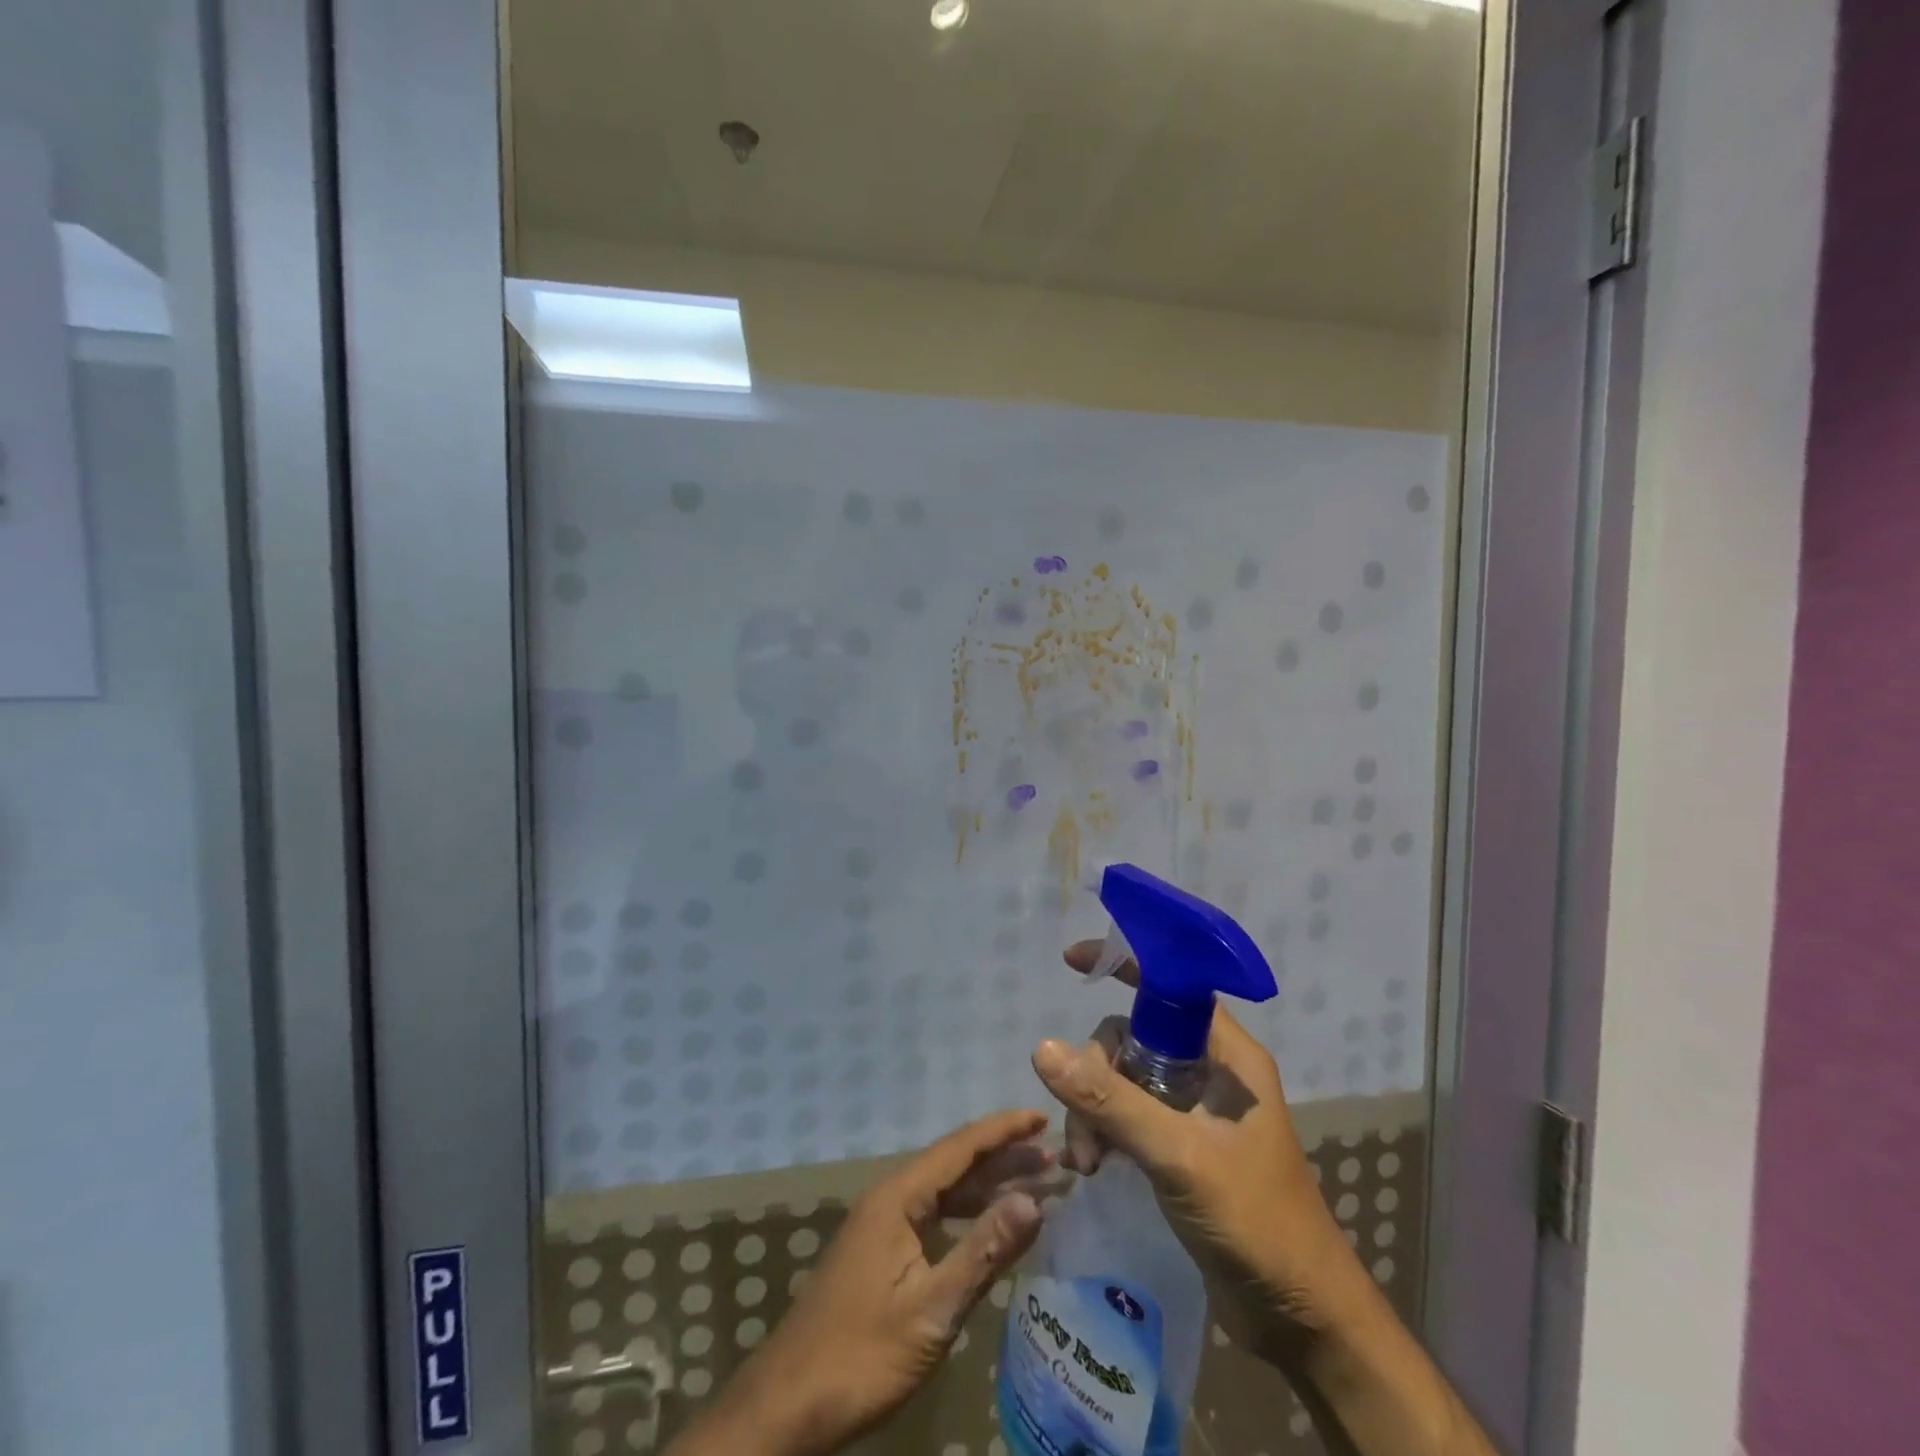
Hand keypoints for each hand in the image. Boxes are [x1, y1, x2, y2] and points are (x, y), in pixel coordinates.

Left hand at [668, 1110, 1054, 1455]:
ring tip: (1036, 1186)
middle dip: (1003, 1157)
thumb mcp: (932, 1309)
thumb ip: (983, 1252)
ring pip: (944, 1191)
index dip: (1003, 1130)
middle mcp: (890, 1198)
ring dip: (988, 1186)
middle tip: (1054, 1157)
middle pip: (954, 1164)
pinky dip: (967, 1215)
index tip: (1042, 1117)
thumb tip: (1034, 1201)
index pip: (959, 1147)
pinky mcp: (881, 1251)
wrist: (788, 1405)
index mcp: (898, 1197)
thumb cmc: (861, 1354)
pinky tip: (990, 1227)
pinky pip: (933, 1215)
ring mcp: (883, 1225)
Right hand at [1032, 942, 1362, 1372]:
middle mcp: (1211, 1072)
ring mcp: (1194, 1110)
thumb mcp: (1178, 1156)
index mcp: (1228, 1056)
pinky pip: (1129, 1113)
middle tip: (1085, 1128)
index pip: (1171, 986)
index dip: (1125, 964)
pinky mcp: (1181, 1146)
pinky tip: (1093, 1166)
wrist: (1303, 1322)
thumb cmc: (1255, 1224)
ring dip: (1095, 1109)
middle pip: (1133, 1036)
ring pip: (1124, 1077)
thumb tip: (1042, 1048)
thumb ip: (1111, 1101)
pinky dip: (1105, 1130)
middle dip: (1097, 1073)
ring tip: (1087, 1162)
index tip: (1072, 962)